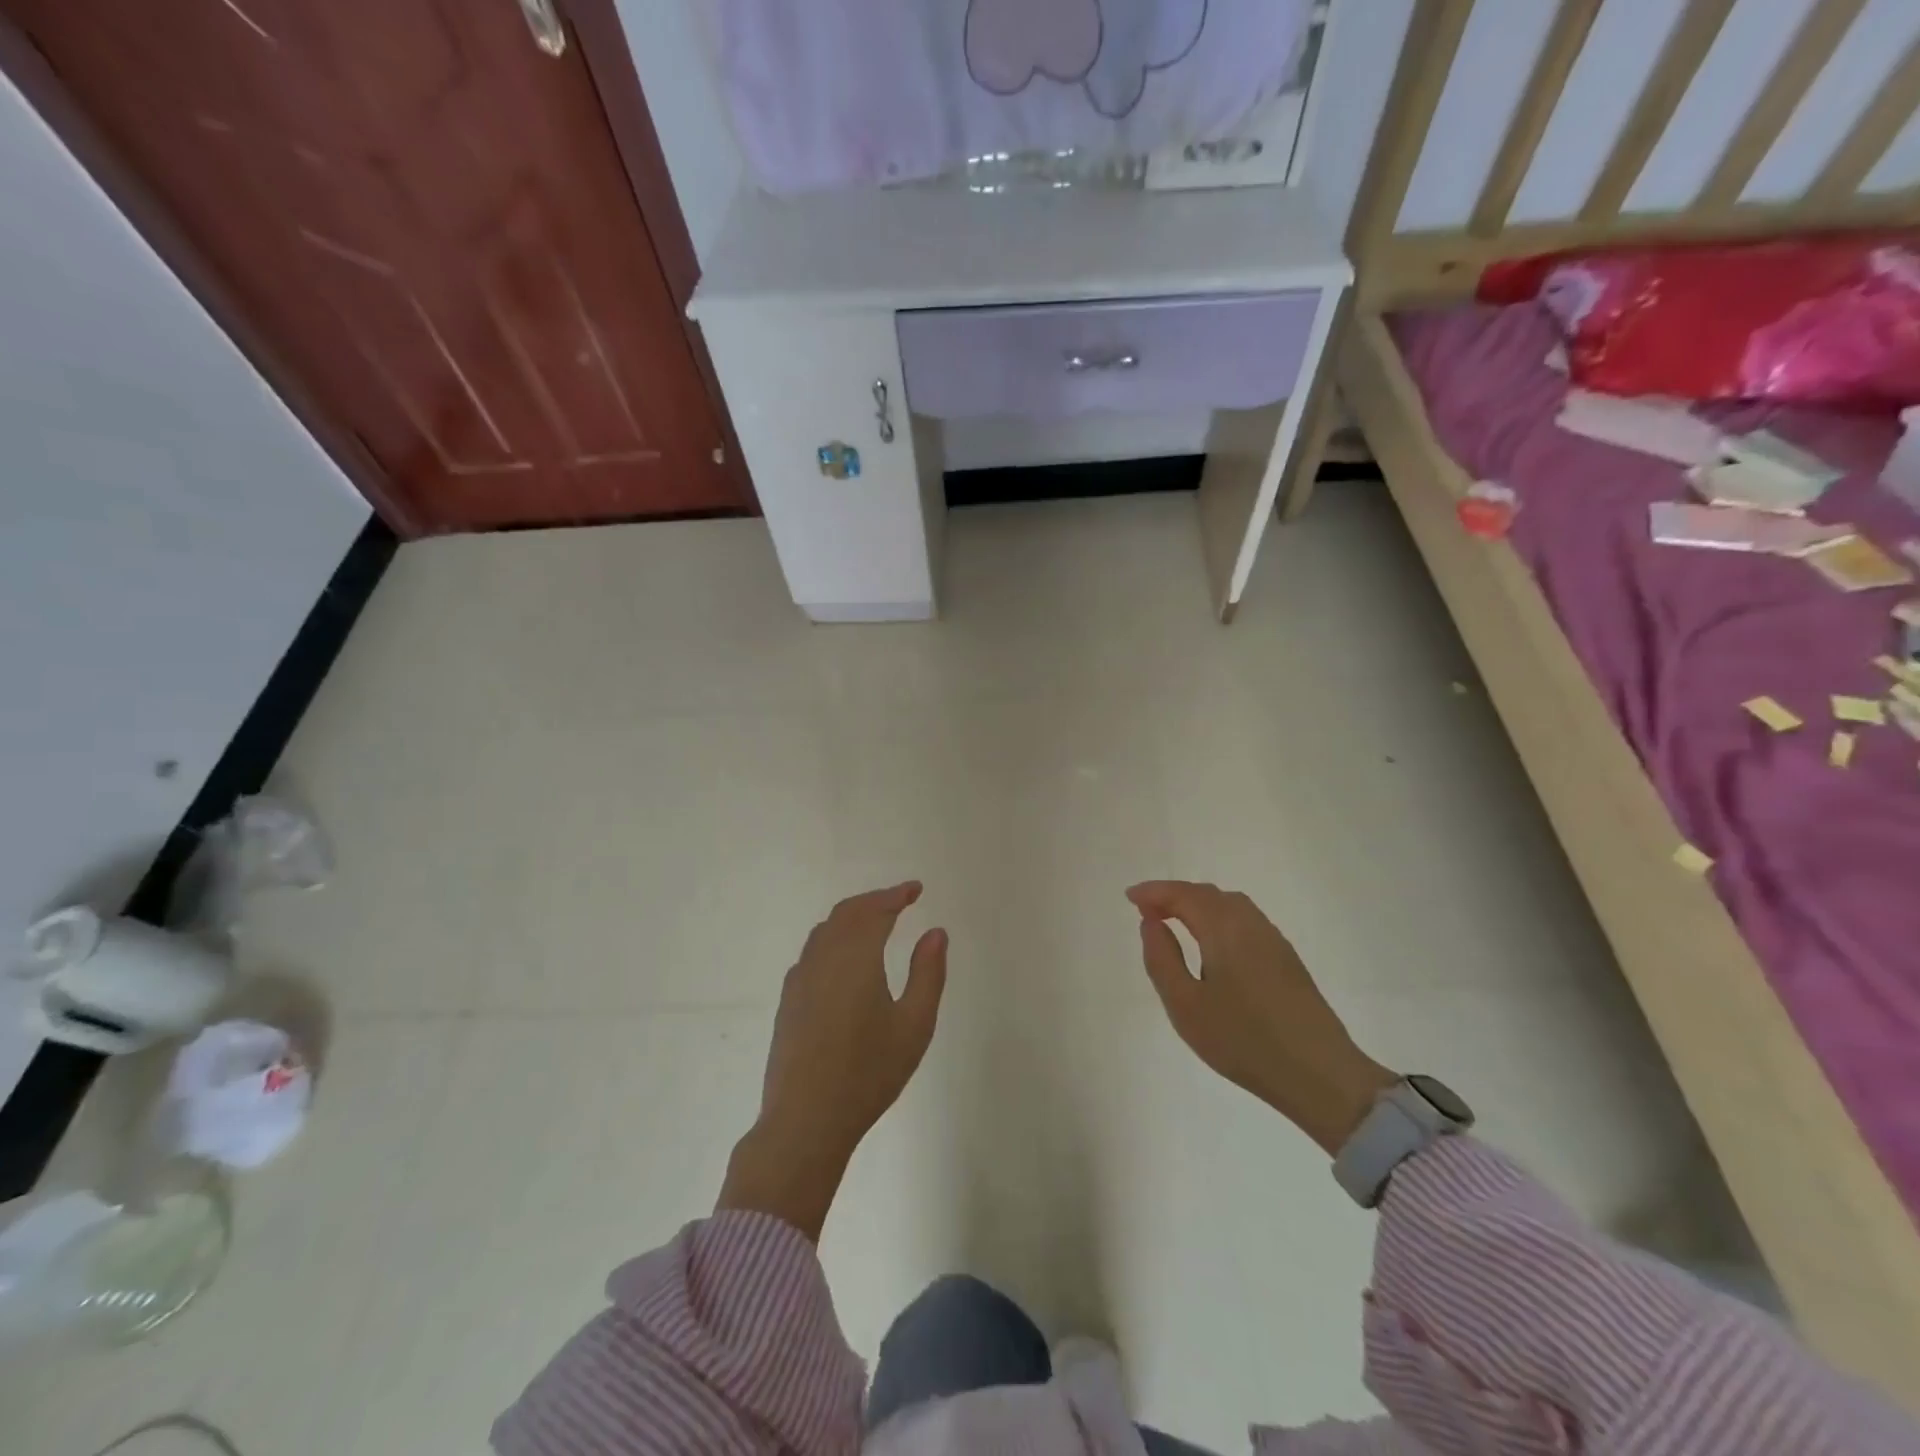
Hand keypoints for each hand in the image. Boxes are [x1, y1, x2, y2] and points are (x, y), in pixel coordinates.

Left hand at [718, 882, 947, 1239]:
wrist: (805, 1120)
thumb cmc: (868, 1073)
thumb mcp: (914, 1026)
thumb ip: (927, 973)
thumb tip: (936, 932)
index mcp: (856, 957)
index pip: (876, 910)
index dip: (896, 895)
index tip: (916, 889)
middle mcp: (823, 958)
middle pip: (847, 913)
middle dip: (874, 900)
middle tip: (900, 901)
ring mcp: (800, 978)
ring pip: (825, 930)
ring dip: (852, 917)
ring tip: (876, 922)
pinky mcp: (788, 1000)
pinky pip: (812, 951)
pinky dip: (833, 938)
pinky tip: (844, 959)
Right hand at [1127, 881, 1395, 1155]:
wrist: (1320, 1075)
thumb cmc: (1243, 1040)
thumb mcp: (1185, 1006)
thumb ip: (1162, 959)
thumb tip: (1151, 923)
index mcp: (1224, 929)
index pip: (1184, 895)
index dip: (1154, 892)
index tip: (1130, 897)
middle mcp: (1251, 924)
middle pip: (1208, 894)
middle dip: (1175, 895)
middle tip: (1147, 910)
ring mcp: (1274, 941)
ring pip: (1230, 905)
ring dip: (1198, 904)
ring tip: (1175, 921)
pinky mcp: (1287, 959)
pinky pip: (1245, 920)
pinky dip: (1219, 917)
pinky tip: (1212, 943)